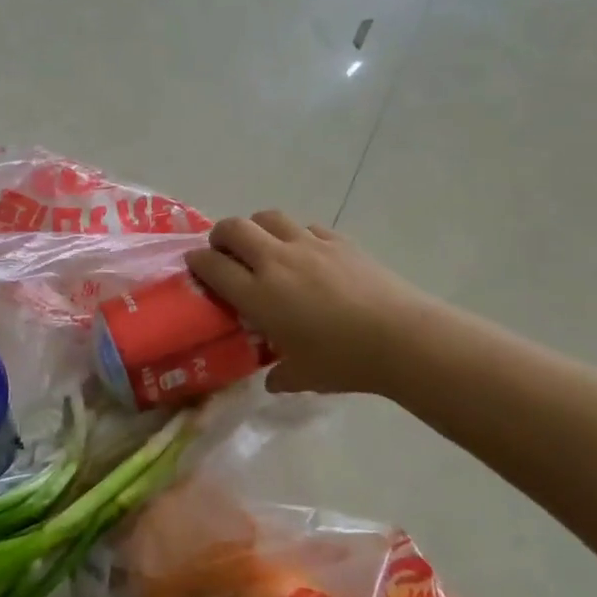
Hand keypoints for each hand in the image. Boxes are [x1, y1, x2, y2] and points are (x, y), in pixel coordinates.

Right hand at [186, 212, 429, 395]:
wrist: (402, 338)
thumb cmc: (344, 361)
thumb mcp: (304, 376)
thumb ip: (280, 375)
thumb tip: (273, 379)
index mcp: (257, 294)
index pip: (213, 265)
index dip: (197, 261)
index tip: (194, 265)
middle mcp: (275, 262)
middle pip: (234, 229)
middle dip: (221, 236)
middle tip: (224, 252)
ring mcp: (309, 246)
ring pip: (268, 217)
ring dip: (256, 227)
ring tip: (261, 245)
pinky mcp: (339, 241)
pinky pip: (306, 227)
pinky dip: (296, 235)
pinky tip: (306, 254)